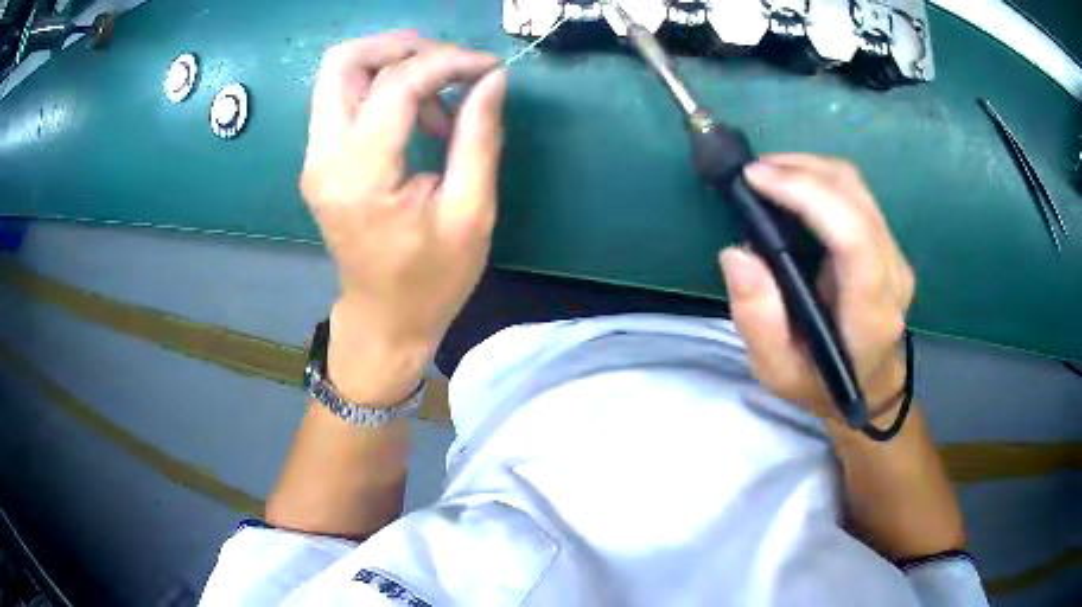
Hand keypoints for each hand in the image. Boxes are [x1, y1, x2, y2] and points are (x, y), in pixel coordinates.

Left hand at [300, 32, 506, 401]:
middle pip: (343, 61)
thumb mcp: (471, 213)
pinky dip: (382, 88)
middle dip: (402, 47)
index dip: (447, 62)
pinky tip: (418, 116)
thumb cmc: (431, 280)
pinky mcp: (319, 161)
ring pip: (339, 74)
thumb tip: (492, 79)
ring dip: (392, 66)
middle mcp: (323, 158)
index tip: (487, 67)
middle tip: (450, 64)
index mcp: (361, 175)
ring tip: (440, 100)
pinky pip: (343, 98)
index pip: (395, 84)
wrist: (383, 320)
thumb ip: (479, 137)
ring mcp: (315, 158)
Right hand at [719, 155, 914, 419]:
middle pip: (854, 196)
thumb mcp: (777, 372)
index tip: (755, 179)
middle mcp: (893, 274)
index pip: (853, 235)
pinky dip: (819, 179)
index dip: (806, 195)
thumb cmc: (820, 384)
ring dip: (808, 168)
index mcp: (870, 312)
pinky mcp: (888, 243)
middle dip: (800, 170)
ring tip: (767, 176)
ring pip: (856, 186)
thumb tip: (737, 253)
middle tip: (752, 174)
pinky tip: (791, 186)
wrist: (867, 387)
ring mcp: (895, 254)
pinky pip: (855, 194)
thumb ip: (757, 320)